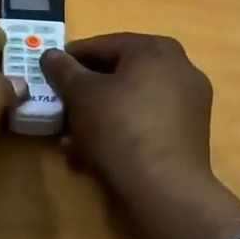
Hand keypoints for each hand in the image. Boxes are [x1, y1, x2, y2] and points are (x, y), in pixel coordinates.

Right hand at [42, 33, 239, 238]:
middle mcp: (180, 67)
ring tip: (72, 137)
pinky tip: (96, 152)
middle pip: (119, 72)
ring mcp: (190, 102)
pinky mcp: (191, 134)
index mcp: (156, 49)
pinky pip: (148, 120)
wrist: (165, 193)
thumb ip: (63, 70)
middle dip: (86, 91)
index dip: (70, 59)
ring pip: (132, 99)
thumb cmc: (120, 129)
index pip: (102, 45)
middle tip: (60, 105)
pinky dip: (123, 129)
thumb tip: (50, 54)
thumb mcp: (80, 95)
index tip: (48, 74)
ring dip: (101, 113)